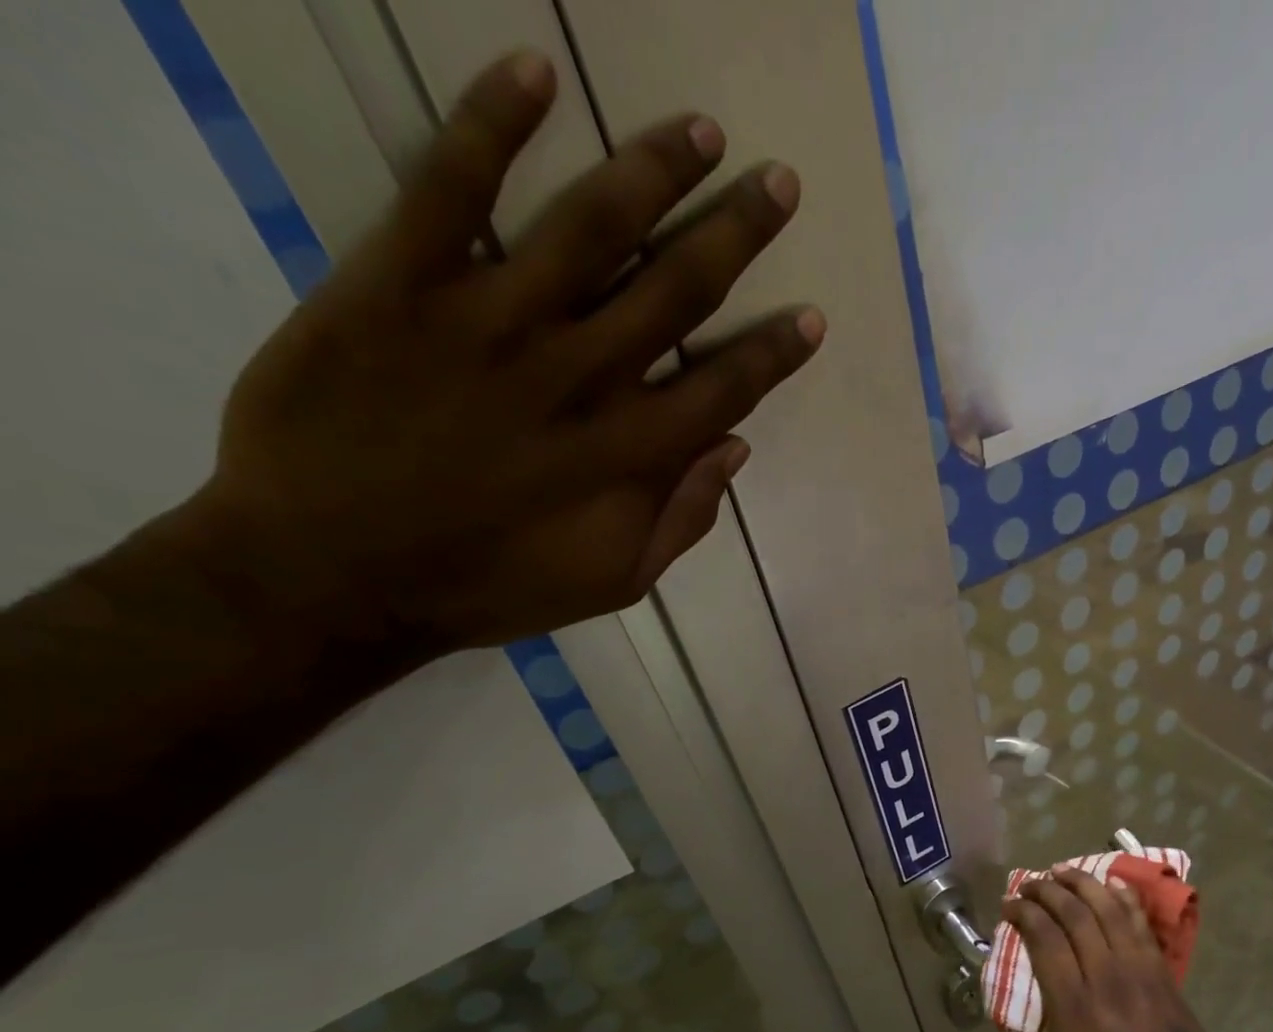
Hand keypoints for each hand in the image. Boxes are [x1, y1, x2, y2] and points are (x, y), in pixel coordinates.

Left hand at [176, 50, 822, 657]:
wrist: (330, 572)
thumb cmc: (488, 586)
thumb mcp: (612, 583)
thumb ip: (681, 519)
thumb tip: (735, 449)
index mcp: (629, 455)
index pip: (725, 387)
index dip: (775, 352)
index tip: (811, 315)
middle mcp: (579, 376)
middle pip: (677, 290)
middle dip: (738, 234)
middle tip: (780, 183)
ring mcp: (491, 322)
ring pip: (591, 227)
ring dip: (655, 171)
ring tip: (702, 131)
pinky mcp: (399, 284)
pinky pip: (451, 187)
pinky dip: (493, 124)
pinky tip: (535, 72)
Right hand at [1005, 867, 1257, 1031]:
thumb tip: (1007, 1009)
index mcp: (1073, 1006)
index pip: (1044, 938)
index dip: (1023, 913)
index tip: (1009, 905)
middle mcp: (1105, 976)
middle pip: (1073, 914)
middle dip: (1046, 890)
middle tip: (1029, 884)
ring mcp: (1138, 969)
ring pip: (1107, 908)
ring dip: (1082, 882)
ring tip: (1062, 872)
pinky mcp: (1161, 970)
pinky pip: (1140, 921)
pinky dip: (1122, 896)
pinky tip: (1110, 884)